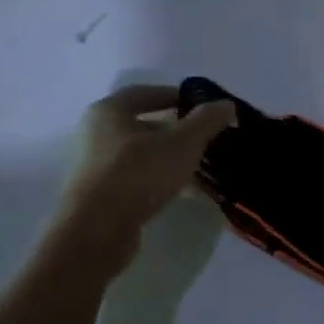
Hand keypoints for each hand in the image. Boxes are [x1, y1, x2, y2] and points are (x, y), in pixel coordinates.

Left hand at [53, 85, 234, 275]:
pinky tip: (188, 190)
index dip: (176, 95)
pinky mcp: (104, 195)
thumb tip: (226, 104)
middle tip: (207, 135)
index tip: (202, 105)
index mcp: (109, 112)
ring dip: (173, 156)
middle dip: (178, 129)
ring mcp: (98, 167)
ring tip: (204, 164)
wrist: (97, 230)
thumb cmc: (139, 173)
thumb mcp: (183, 142)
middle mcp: (97, 134)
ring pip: (144, 154)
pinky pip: (140, 178)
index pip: (145, 93)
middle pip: (145, 125)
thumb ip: (207, 120)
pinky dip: (164, 178)